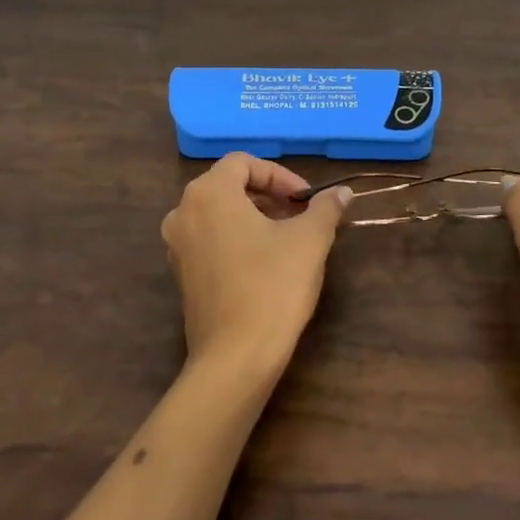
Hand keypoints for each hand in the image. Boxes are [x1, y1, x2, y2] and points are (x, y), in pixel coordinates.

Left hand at [161, 153, 351, 379]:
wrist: (236, 357)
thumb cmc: (273, 286)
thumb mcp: (309, 241)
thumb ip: (325, 208)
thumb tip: (342, 193)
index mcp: (209, 193)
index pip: (243, 163)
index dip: (279, 175)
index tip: (306, 199)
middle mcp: (183, 212)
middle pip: (228, 186)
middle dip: (268, 195)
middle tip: (300, 215)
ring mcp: (177, 245)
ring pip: (218, 213)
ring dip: (253, 216)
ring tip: (287, 238)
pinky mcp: (181, 274)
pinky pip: (209, 239)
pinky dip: (236, 238)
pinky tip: (265, 263)